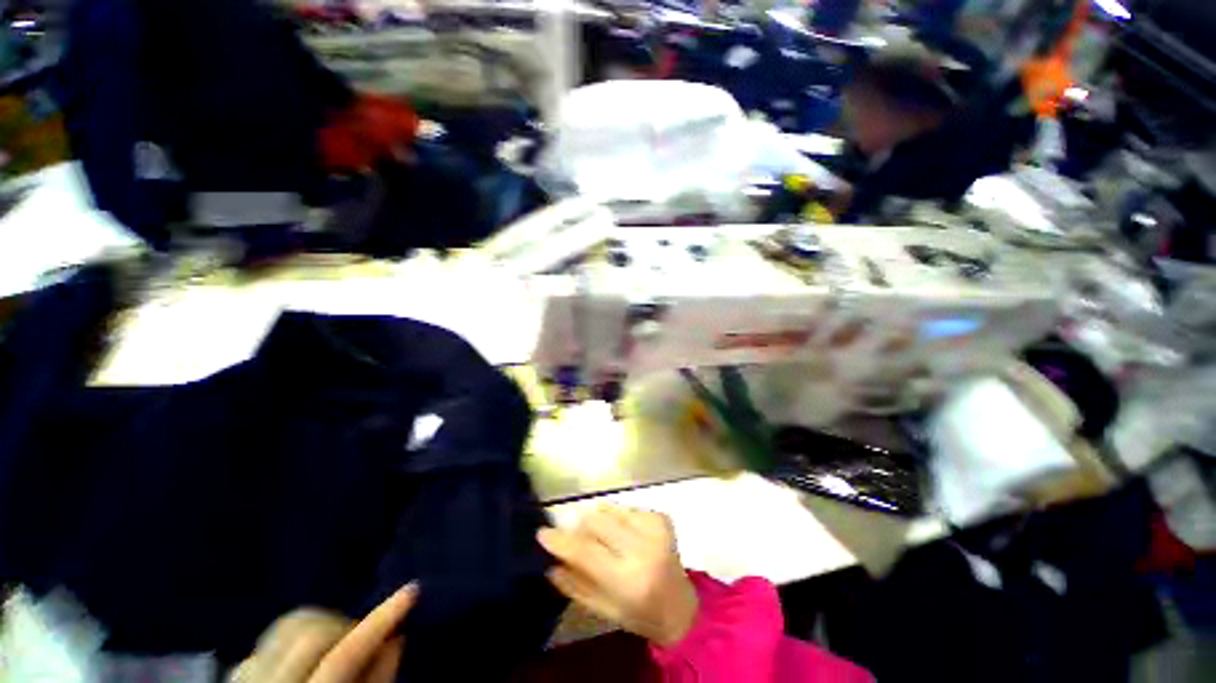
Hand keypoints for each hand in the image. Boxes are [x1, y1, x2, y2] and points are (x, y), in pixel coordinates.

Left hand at [232, 584, 416, 682]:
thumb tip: (396, 638)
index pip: (343, 656)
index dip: (379, 622)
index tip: (412, 590)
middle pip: (313, 633)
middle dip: (347, 625)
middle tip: (365, 637)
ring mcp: (245, 677)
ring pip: (288, 625)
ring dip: (322, 624)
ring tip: (337, 643)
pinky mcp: (235, 672)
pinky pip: (269, 637)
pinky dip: (295, 636)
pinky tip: (305, 654)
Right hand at [538, 506, 697, 646]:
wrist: (681, 605)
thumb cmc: (639, 613)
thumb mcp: (604, 609)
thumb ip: (575, 585)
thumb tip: (550, 562)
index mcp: (628, 578)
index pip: (586, 551)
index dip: (562, 540)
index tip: (542, 532)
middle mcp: (642, 547)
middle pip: (596, 520)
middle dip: (580, 526)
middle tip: (578, 538)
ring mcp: (654, 527)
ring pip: (610, 510)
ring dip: (601, 523)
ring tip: (608, 541)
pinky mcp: (660, 516)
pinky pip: (626, 509)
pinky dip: (618, 520)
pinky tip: (626, 536)